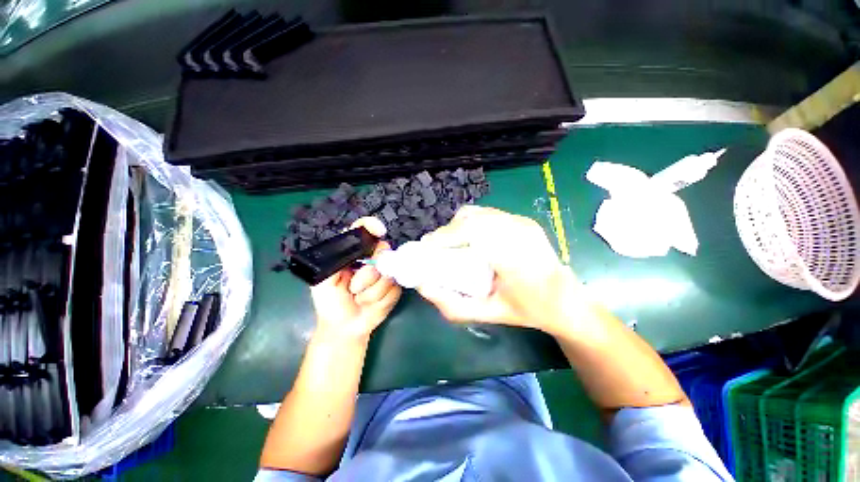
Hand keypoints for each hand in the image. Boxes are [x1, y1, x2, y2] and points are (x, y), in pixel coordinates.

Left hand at [310, 217, 401, 342]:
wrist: (345, 327)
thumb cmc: (331, 302)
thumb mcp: (323, 281)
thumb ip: (334, 261)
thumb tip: (355, 247)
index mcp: (354, 252)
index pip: (363, 230)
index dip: (372, 226)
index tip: (378, 231)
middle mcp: (372, 258)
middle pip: (383, 250)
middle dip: (369, 273)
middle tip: (354, 287)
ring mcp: (386, 273)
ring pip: (388, 274)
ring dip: (371, 292)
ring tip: (359, 299)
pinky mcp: (395, 287)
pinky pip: (394, 289)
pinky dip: (380, 300)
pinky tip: (370, 304)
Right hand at [418, 206, 574, 333]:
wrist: (565, 299)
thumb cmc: (528, 310)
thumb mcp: (487, 314)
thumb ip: (452, 305)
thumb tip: (422, 286)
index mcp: (516, 257)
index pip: (473, 232)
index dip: (446, 236)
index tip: (427, 247)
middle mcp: (520, 232)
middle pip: (473, 218)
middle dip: (448, 231)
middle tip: (436, 248)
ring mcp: (523, 223)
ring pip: (479, 213)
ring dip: (458, 226)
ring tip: (451, 245)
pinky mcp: (523, 220)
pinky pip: (488, 215)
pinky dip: (471, 224)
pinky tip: (469, 240)